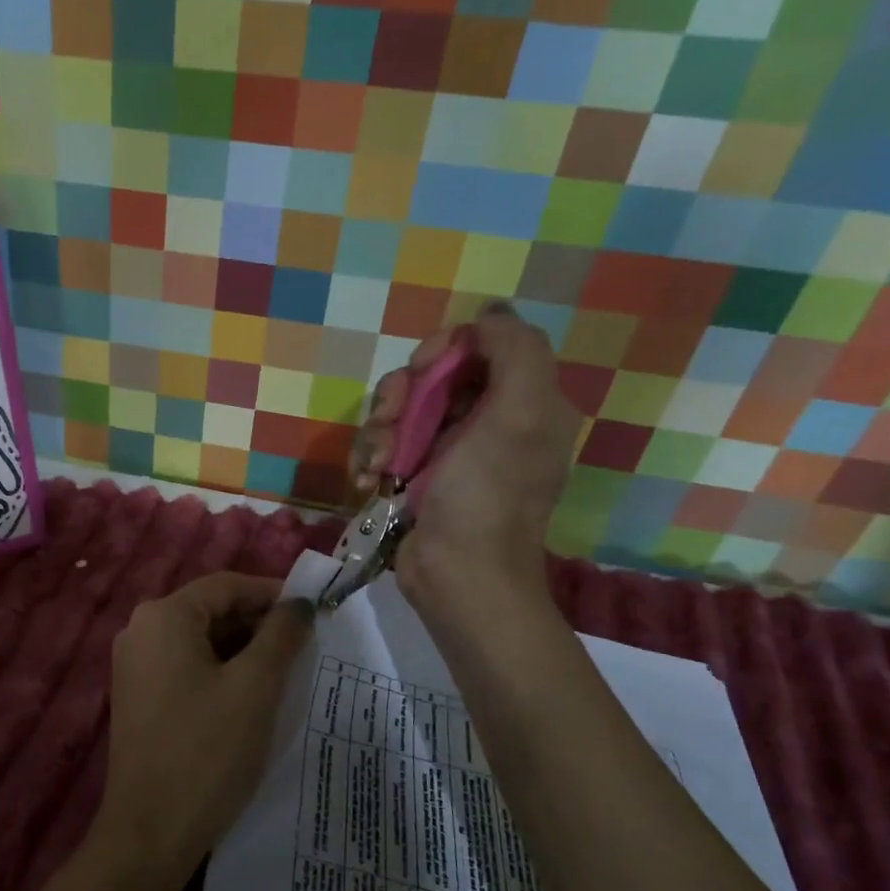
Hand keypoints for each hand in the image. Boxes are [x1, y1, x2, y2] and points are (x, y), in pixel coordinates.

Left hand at [94, 573, 313, 887]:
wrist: (149, 833)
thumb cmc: (207, 751)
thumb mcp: (255, 687)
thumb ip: (280, 635)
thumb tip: (299, 604)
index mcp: (163, 616)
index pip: (226, 585)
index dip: (271, 593)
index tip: (312, 611)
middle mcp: (140, 629)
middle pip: (210, 610)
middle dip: (257, 624)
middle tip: (303, 646)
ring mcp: (134, 664)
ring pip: (199, 640)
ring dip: (242, 649)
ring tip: (285, 671)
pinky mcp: (137, 695)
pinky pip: (184, 665)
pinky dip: (219, 670)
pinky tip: (250, 695)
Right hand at [350, 304, 580, 621]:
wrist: (458, 577)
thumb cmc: (488, 495)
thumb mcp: (518, 415)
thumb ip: (515, 351)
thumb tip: (491, 313)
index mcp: (521, 402)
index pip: (475, 346)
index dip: (442, 350)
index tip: (423, 371)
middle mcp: (486, 421)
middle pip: (429, 377)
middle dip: (401, 396)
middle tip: (394, 424)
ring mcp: (447, 452)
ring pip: (398, 412)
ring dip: (379, 432)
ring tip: (380, 466)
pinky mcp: (415, 478)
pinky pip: (383, 447)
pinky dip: (370, 460)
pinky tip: (369, 481)